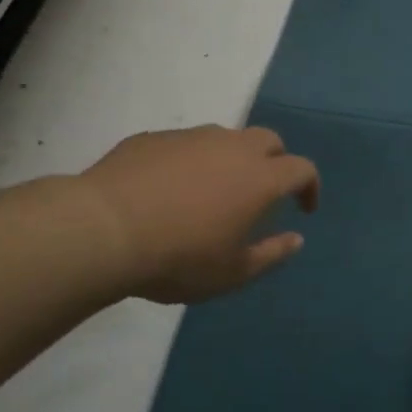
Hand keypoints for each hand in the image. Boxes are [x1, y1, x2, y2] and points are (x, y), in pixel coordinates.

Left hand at [81, 125, 319, 303]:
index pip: (302, 169)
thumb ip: (271, 255)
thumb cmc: (178, 258)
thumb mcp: (231, 273)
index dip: (310, 187)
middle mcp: (231, 147)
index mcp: (259, 178)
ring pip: (225, 137)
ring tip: (214, 191)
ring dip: (232, 158)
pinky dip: (191, 161)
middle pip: (269, 140)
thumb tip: (296, 239)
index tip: (304, 209)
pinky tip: (170, 189)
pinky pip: (185, 144)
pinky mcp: (154, 138)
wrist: (102, 230)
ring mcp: (191, 137)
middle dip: (276, 162)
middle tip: (263, 193)